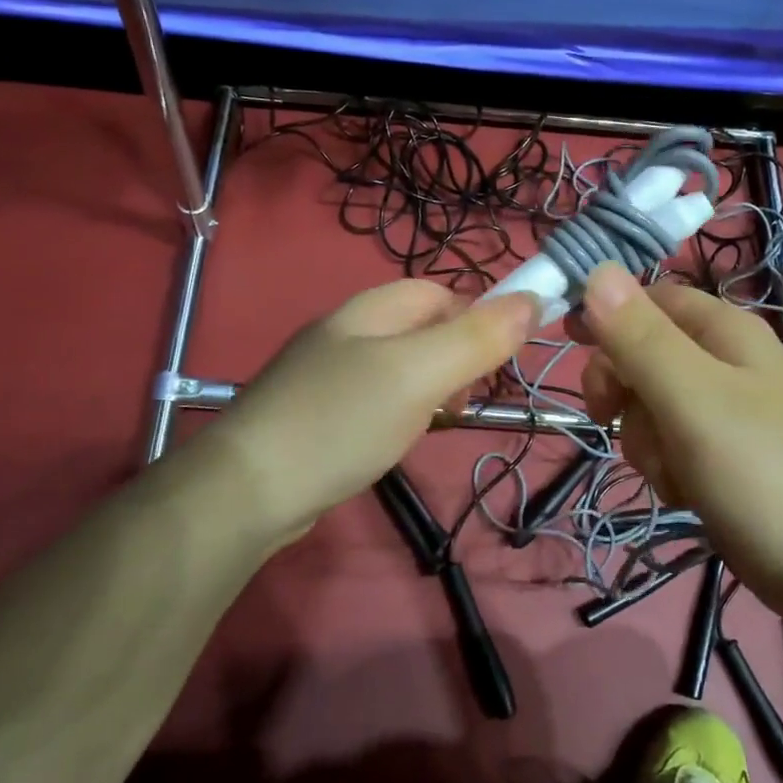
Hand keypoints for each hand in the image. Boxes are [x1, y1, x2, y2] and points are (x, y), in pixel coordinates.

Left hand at [187, 280, 535, 548]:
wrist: (249, 490)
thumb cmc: (342, 420)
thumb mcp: (419, 374)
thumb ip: (476, 338)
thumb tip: (533, 299)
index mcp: (370, 309)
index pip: (442, 293)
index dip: (477, 317)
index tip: (497, 363)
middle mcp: (348, 331)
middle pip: (422, 328)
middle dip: (456, 357)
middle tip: (466, 400)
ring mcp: (329, 373)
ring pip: (401, 367)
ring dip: (431, 389)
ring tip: (435, 424)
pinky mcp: (318, 412)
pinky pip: (376, 398)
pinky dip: (400, 413)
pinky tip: (395, 441)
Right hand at [570, 263, 782, 616]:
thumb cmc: (762, 474)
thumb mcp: (693, 399)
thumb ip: (641, 338)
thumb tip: (597, 270)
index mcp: (725, 331)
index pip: (650, 297)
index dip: (607, 313)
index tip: (569, 343)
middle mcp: (726, 363)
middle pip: (643, 354)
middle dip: (624, 391)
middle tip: (611, 417)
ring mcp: (726, 413)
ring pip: (650, 407)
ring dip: (645, 439)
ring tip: (674, 470)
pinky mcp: (723, 457)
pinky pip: (670, 446)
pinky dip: (667, 468)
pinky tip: (687, 493)